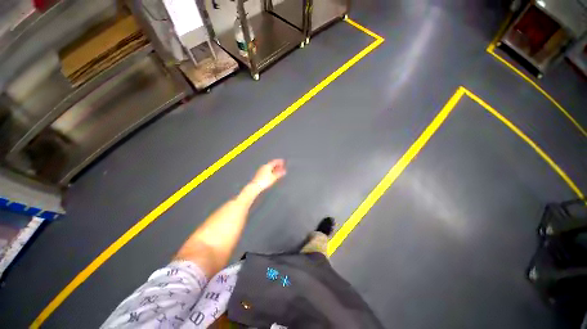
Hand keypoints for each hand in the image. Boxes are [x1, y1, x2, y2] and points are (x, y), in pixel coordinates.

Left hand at [249, 159, 286, 192]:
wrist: (255, 186)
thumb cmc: (265, 181)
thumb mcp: (273, 177)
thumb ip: (279, 174)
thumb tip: (284, 171)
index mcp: (267, 166)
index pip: (274, 162)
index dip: (279, 161)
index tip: (283, 161)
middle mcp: (264, 166)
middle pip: (272, 164)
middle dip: (277, 165)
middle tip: (282, 166)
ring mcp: (261, 170)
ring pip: (269, 167)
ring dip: (274, 168)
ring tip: (278, 170)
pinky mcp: (259, 174)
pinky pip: (267, 170)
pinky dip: (271, 171)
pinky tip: (273, 174)